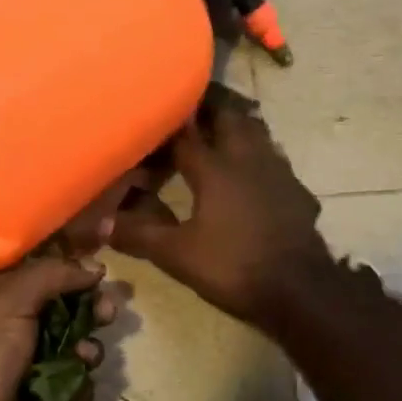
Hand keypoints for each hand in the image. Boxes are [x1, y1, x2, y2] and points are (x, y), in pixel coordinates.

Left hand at [0, 258, 118, 400]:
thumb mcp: (8, 300)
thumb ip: (52, 275)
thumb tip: (94, 267)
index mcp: (3, 302)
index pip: (45, 276)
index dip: (73, 269)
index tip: (101, 267)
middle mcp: (22, 332)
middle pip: (71, 309)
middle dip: (92, 306)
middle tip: (108, 308)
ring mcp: (41, 369)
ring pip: (83, 345)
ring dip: (90, 343)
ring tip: (85, 351)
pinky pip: (85, 382)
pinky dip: (84, 378)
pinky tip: (76, 380)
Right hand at [109, 93, 331, 329]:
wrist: (299, 291)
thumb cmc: (233, 267)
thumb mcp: (177, 255)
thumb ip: (140, 234)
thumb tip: (102, 223)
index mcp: (215, 168)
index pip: (185, 135)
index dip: (165, 128)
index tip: (150, 121)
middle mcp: (248, 158)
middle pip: (229, 117)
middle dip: (208, 109)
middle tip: (188, 111)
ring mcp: (278, 172)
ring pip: (257, 133)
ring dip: (237, 127)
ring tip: (218, 132)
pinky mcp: (297, 191)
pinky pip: (274, 161)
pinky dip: (258, 157)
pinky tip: (252, 175)